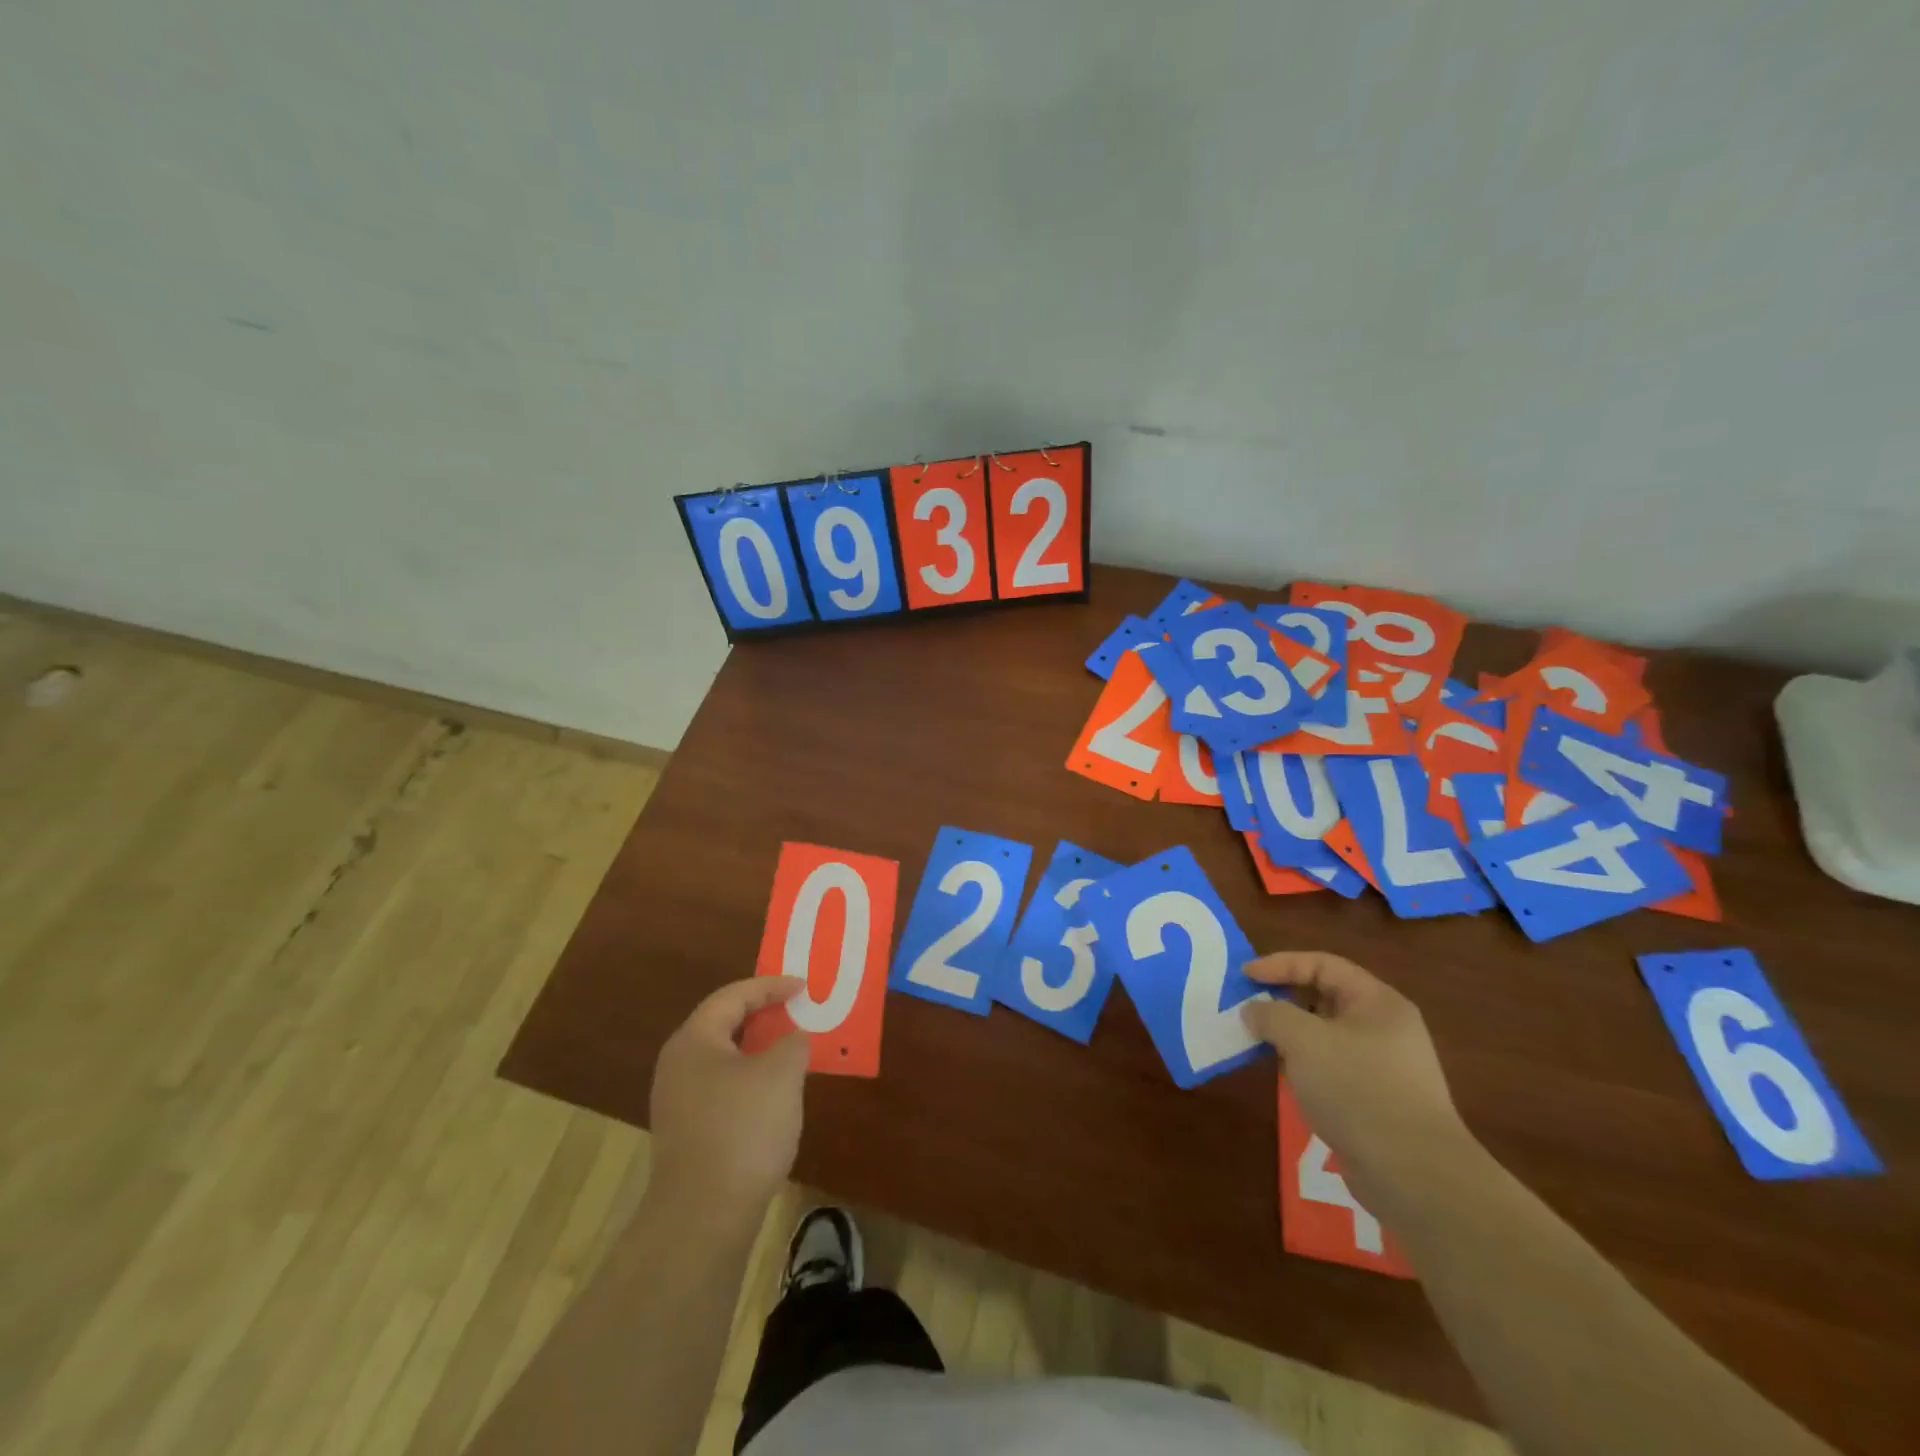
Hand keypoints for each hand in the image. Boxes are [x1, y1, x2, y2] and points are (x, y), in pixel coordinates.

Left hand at [649, 978, 810, 1215]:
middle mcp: (678, 1065)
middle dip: (763, 1015)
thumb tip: (793, 1040)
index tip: (802, 986)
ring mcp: (679, 1102)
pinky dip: (752, 1079)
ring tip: (792, 1049)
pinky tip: (776, 1095)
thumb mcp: (781, 1074)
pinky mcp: (688, 1133)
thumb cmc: (742, 1129)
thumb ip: (793, 1044)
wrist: (703, 1217)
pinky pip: (724, 1088)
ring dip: (759, 1049)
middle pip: (724, 1025)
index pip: (733, 996)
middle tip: (797, 1010)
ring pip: (725, 1059)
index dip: (770, 986)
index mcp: (694, 1041)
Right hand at [1241, 951, 1474, 1208]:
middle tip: (1248, 1008)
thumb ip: (1271, 1015)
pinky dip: (1306, 1066)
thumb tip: (1254, 1011)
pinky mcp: (1377, 1101)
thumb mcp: (1304, 1040)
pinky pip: (1333, 1068)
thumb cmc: (1358, 1089)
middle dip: (1284, 1000)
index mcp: (1377, 1002)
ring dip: (1292, 1036)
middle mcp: (1385, 1027)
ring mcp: (1384, 1066)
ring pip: (1327, 1036)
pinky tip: (1287, 1080)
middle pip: (1325, 997)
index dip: (1280, 964)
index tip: (1245, 978)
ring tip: (1259, 1043)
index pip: (1322, 964)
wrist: (1414, 1175)